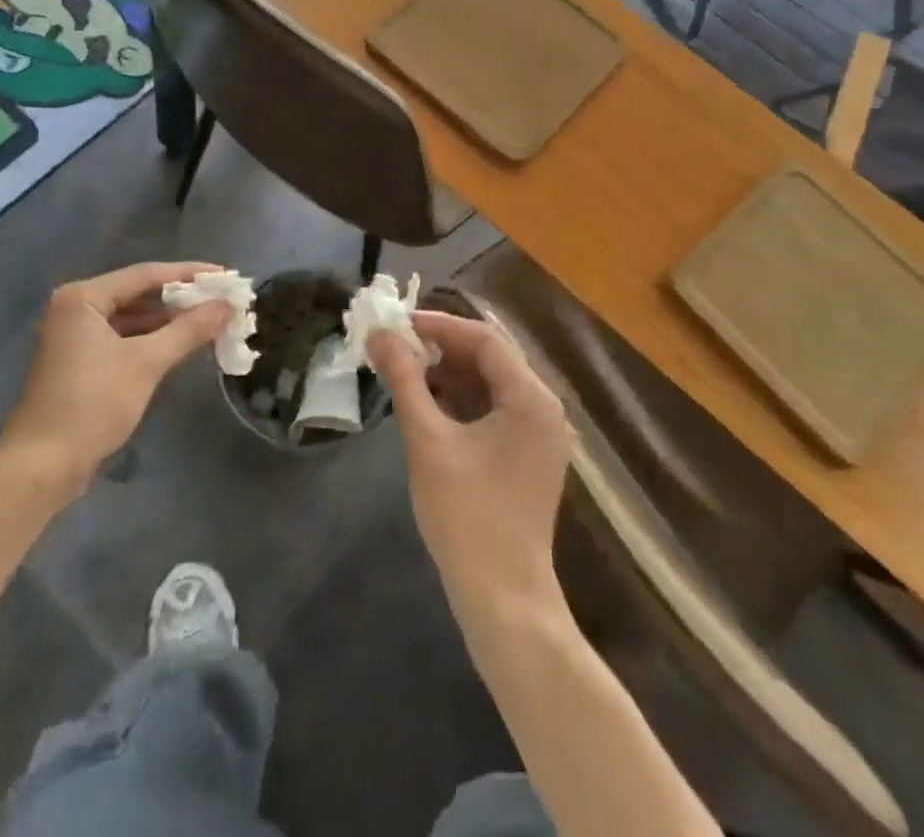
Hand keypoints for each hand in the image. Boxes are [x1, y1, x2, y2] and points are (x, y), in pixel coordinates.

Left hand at [1, 261, 231, 492]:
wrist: (41, 467)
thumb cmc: (92, 404)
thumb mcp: (146, 363)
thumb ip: (188, 330)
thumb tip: (227, 306)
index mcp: (83, 298)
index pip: (146, 274)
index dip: (189, 274)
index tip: (225, 276)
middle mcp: (75, 308)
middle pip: (138, 294)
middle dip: (181, 299)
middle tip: (221, 300)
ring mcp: (74, 336)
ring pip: (131, 318)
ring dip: (168, 321)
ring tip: (209, 321)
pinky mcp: (79, 362)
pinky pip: (122, 339)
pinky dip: (150, 340)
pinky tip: (180, 345)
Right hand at [368, 310, 574, 615]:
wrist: (503, 600)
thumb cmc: (466, 514)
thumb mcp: (428, 440)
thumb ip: (404, 380)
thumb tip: (379, 334)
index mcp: (531, 398)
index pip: (484, 339)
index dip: (439, 325)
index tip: (397, 324)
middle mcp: (543, 409)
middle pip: (491, 358)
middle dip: (441, 348)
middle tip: (396, 346)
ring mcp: (539, 436)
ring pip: (491, 385)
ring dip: (449, 374)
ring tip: (404, 371)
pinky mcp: (528, 458)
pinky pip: (494, 411)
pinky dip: (461, 401)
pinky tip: (427, 404)